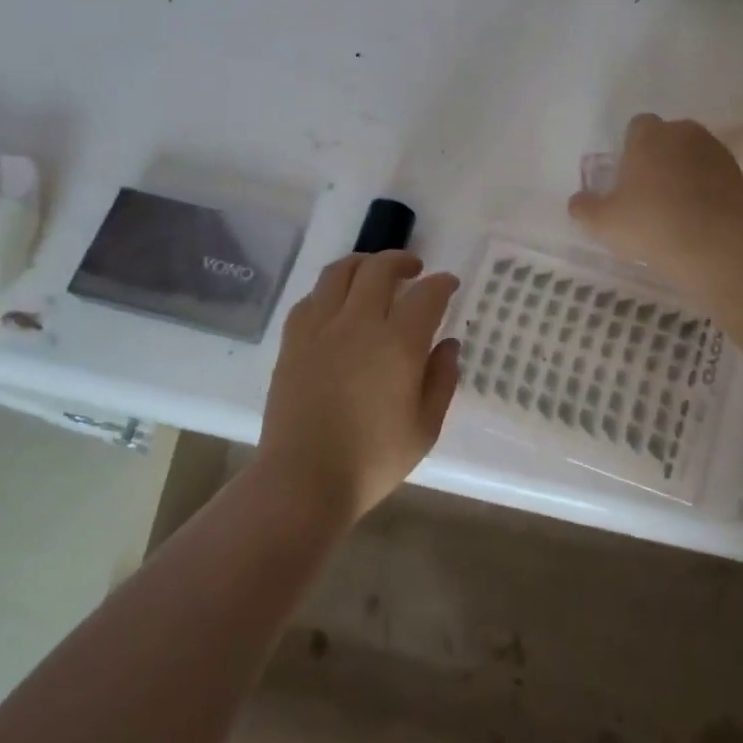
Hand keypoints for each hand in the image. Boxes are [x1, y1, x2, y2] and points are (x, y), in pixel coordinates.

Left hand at [258, 251, 461, 521]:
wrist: (303, 480)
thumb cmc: (372, 460)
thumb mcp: (425, 427)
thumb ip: (442, 379)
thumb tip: (447, 344)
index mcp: (398, 344)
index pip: (426, 295)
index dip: (442, 283)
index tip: (449, 284)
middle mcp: (359, 323)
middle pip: (379, 269)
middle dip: (402, 261)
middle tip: (415, 269)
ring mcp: (320, 329)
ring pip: (340, 273)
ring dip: (363, 264)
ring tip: (374, 273)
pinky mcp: (293, 342)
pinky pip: (311, 298)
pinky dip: (330, 290)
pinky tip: (337, 304)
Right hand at [568, 114, 742, 288]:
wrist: (714, 247)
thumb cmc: (650, 225)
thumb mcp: (603, 223)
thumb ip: (585, 208)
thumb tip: (577, 201)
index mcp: (650, 135)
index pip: (637, 126)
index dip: (630, 148)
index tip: (627, 176)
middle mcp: (685, 133)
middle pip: (668, 137)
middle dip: (660, 157)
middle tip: (649, 192)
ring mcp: (717, 152)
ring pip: (694, 155)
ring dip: (686, 172)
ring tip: (676, 207)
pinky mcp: (740, 176)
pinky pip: (716, 176)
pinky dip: (708, 190)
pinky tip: (700, 217)